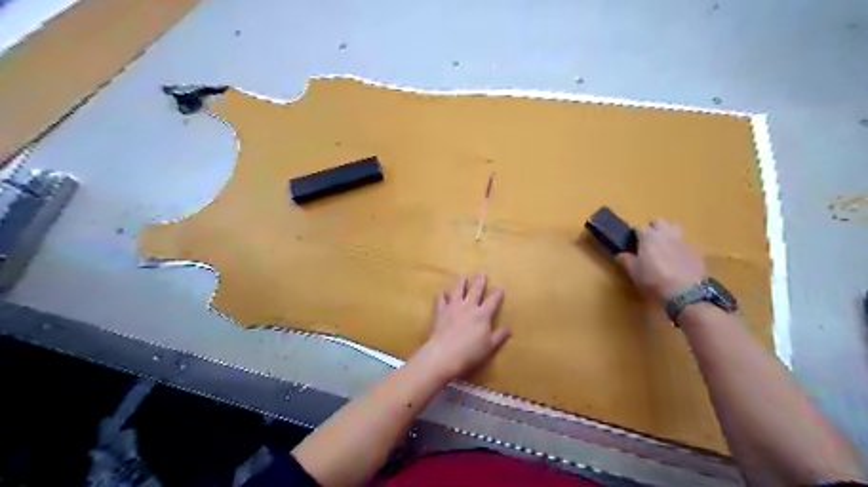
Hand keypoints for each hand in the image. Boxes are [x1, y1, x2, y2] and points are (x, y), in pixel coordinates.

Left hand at [412, 275, 510, 380]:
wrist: (444, 353)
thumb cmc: (470, 352)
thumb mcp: (489, 346)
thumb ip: (499, 336)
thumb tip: (509, 328)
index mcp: (483, 315)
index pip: (492, 301)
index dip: (497, 293)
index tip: (499, 286)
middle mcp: (469, 307)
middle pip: (475, 290)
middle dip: (480, 281)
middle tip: (482, 272)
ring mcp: (454, 307)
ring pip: (458, 290)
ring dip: (461, 282)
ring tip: (463, 275)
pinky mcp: (441, 311)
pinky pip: (441, 299)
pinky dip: (441, 294)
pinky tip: (441, 290)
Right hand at [617, 219, 703, 300]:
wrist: (684, 292)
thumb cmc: (653, 279)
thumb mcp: (633, 272)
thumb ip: (626, 260)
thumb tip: (621, 254)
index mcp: (649, 237)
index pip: (639, 228)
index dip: (635, 235)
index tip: (632, 244)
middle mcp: (665, 234)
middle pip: (659, 221)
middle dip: (653, 228)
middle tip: (648, 242)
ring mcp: (682, 241)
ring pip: (675, 227)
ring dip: (668, 232)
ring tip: (664, 245)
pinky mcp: (695, 251)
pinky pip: (684, 243)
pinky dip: (679, 247)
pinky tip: (677, 260)